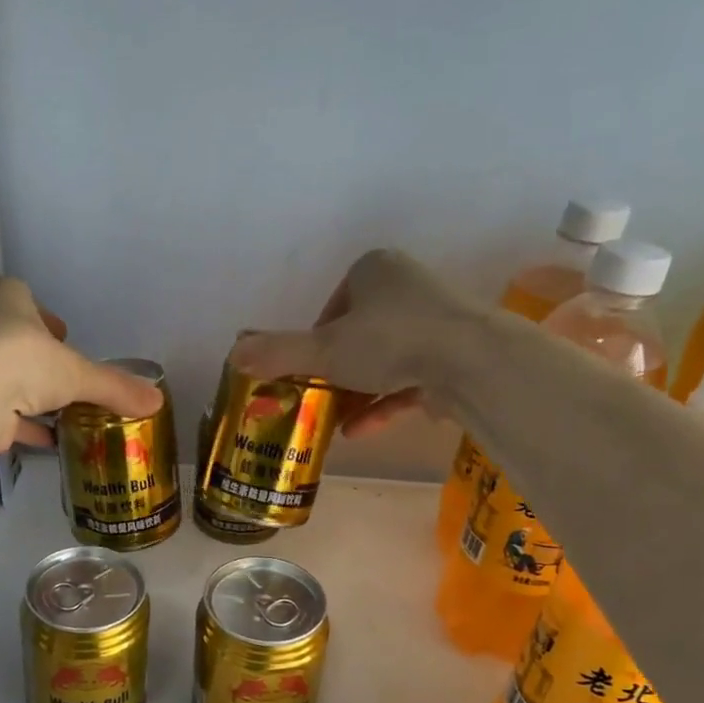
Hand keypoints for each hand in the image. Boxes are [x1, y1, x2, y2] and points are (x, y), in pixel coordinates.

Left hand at [0, 277, 163, 449]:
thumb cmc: (23, 360)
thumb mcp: (78, 374)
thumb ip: (115, 387)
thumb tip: (156, 402)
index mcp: (4, 297)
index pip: (26, 298)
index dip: (47, 320)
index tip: (64, 339)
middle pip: (12, 337)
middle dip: (37, 359)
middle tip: (62, 378)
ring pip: (0, 375)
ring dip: (27, 394)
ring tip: (58, 413)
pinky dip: (18, 424)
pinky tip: (44, 440)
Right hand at [232, 249, 470, 436]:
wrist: (471, 362)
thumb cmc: (389, 340)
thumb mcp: (323, 349)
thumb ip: (278, 352)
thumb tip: (232, 354)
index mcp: (373, 270)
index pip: (332, 307)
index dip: (314, 341)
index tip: (305, 370)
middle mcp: (406, 287)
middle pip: (358, 334)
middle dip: (336, 371)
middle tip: (316, 399)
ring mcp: (434, 322)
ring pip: (384, 360)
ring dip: (357, 392)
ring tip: (331, 423)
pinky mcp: (453, 355)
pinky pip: (409, 380)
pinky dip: (384, 404)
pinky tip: (358, 432)